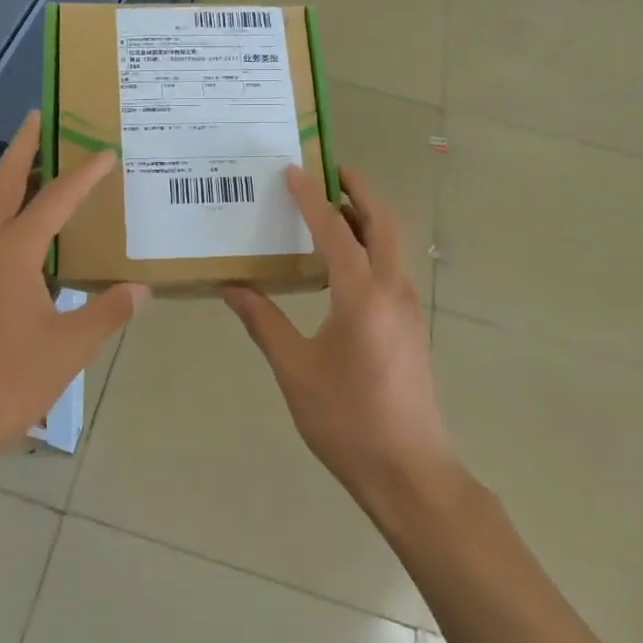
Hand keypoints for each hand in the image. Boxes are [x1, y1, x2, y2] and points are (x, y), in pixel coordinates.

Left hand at [0, 113, 146, 481]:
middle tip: (40, 118)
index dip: (82, 175)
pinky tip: (15, 230)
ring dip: (8, 179)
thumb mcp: (68, 350)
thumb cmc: (5, 384)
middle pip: (3, 186)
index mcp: (11, 256)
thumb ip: (106, 312)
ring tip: (32, 164)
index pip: (53, 202)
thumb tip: (140, 287)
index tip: (105, 152)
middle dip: (23, 149)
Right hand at [223, 168, 455, 512]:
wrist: (409, 472)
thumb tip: (231, 287)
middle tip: (330, 171)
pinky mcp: (410, 328)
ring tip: (332, 208)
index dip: (311, 199)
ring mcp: (408, 310)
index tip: (293, 171)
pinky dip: (371, 247)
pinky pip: (391, 269)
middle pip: (382, 224)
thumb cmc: (347, 420)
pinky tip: (343, 264)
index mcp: (362, 296)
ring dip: (367, 218)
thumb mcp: (295, 370)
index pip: (335, 231)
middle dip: (359, 191)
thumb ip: (264, 323)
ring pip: (393, 246)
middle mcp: (392, 292)